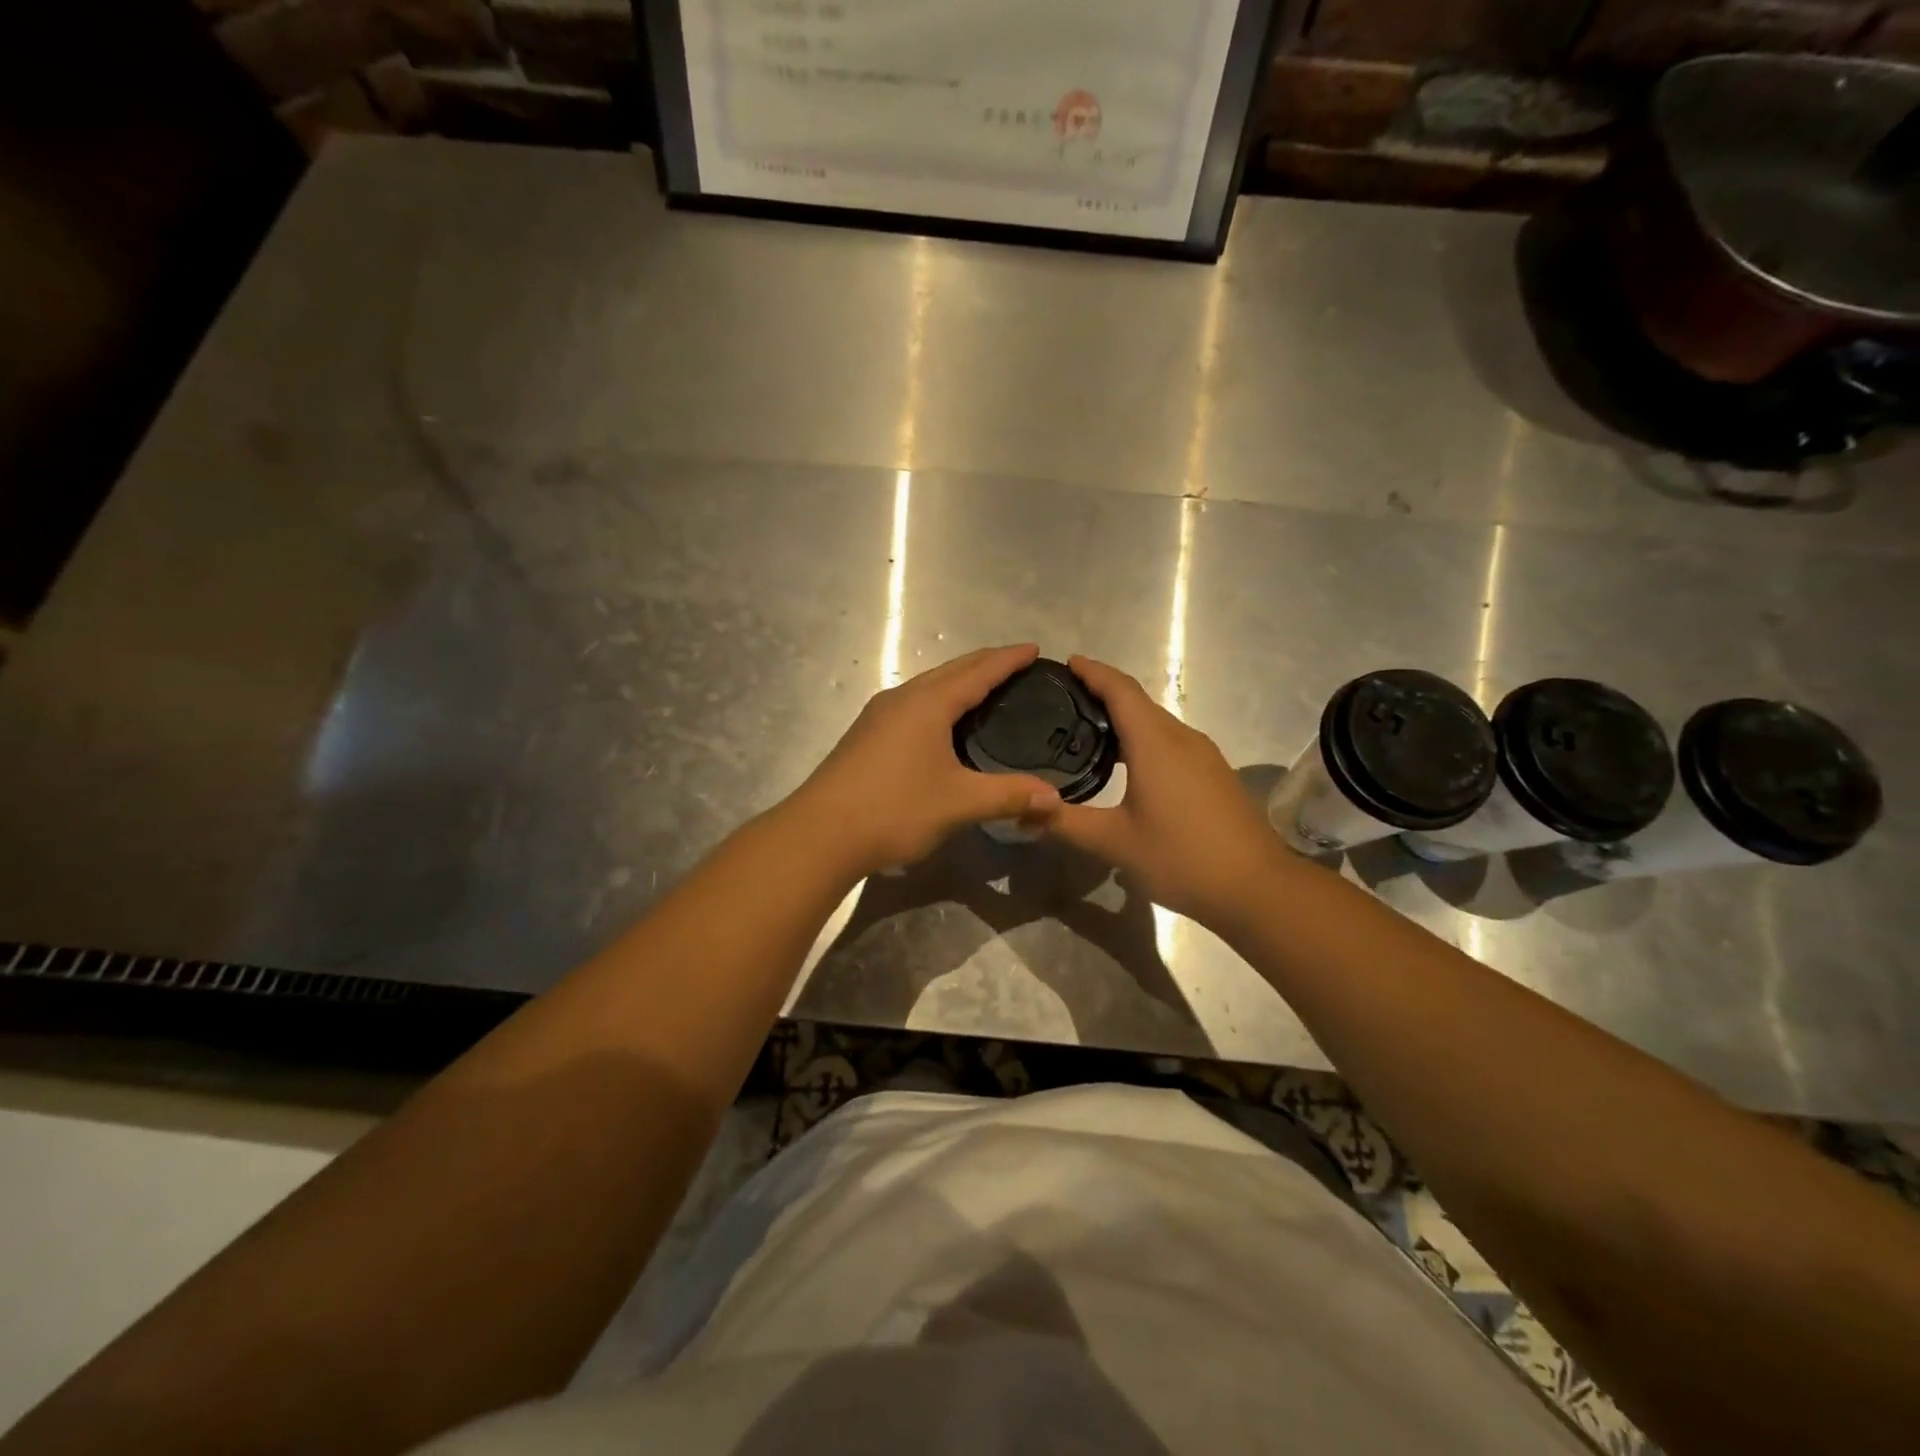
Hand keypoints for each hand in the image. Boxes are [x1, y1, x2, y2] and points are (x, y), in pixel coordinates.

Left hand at [792, 645, 1062, 876]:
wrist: (820, 834)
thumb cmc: (894, 809)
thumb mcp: (959, 803)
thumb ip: (1009, 796)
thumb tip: (1054, 799)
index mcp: (928, 703)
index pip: (978, 671)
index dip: (1008, 659)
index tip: (1034, 649)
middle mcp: (901, 699)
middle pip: (951, 670)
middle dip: (985, 664)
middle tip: (1017, 665)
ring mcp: (878, 716)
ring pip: (927, 687)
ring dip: (958, 682)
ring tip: (985, 691)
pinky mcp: (866, 736)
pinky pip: (912, 705)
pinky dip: (938, 702)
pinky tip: (943, 725)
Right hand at [1038, 656, 1289, 929]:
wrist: (1256, 886)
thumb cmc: (1182, 858)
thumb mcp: (1114, 843)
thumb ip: (1066, 823)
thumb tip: (1023, 810)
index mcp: (1155, 743)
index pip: (1120, 690)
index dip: (1092, 672)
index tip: (1067, 662)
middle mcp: (1181, 738)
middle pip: (1138, 701)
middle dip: (1103, 691)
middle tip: (1064, 699)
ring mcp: (1203, 754)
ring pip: (1157, 721)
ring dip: (1124, 716)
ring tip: (1088, 728)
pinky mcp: (1213, 772)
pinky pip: (1170, 740)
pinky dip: (1143, 737)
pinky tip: (1127, 762)